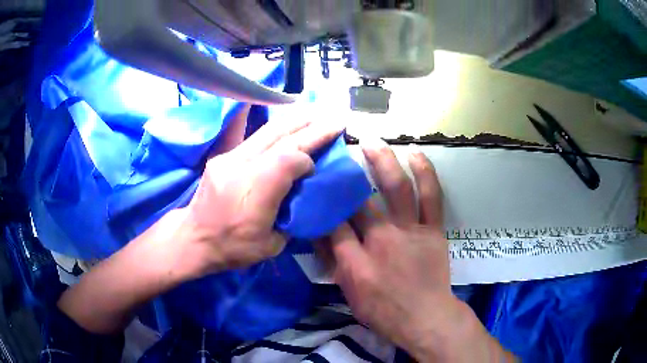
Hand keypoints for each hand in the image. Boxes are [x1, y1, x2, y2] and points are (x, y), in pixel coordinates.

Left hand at [172, 107, 343, 278]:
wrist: (194, 238)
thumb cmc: (232, 248)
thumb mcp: (271, 245)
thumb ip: (291, 217)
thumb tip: (302, 196)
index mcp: (254, 191)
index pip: (288, 160)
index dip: (307, 159)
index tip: (316, 168)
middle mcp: (241, 166)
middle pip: (280, 138)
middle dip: (310, 127)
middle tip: (334, 118)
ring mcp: (230, 157)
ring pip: (267, 131)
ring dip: (294, 121)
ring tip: (315, 112)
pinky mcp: (224, 156)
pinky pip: (253, 137)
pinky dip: (275, 129)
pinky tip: (287, 122)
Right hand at [327, 140, 513, 361]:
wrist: (425, 318)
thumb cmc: (383, 311)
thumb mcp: (349, 292)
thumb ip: (334, 261)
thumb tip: (319, 233)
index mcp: (356, 260)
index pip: (333, 222)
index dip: (324, 201)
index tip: (318, 183)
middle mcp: (382, 239)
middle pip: (360, 200)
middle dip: (346, 175)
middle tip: (338, 154)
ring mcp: (410, 231)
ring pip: (397, 188)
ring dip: (384, 162)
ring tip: (373, 142)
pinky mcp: (433, 229)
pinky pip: (432, 196)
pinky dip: (425, 173)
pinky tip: (415, 153)